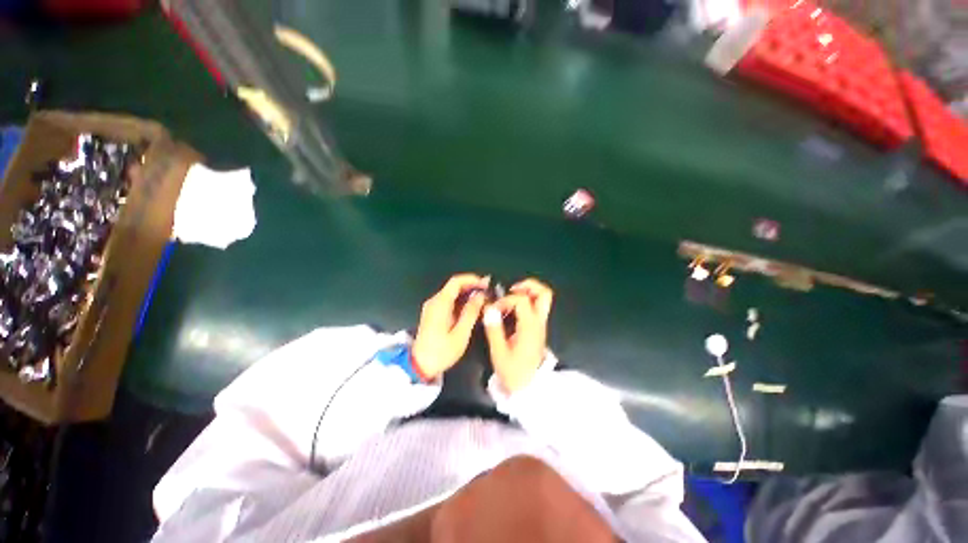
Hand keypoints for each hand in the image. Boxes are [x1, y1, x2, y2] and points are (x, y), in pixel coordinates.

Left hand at [412, 274, 489, 378]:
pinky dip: (460, 301)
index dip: (472, 280)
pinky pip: (448, 301)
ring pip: (451, 293)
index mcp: (440, 303)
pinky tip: (471, 308)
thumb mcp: (460, 333)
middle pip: (454, 286)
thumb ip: (471, 312)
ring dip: (467, 294)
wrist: (419, 366)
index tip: (486, 284)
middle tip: (487, 292)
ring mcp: (432, 307)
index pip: (456, 281)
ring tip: (483, 300)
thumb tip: (480, 296)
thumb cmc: (441, 351)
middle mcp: (434, 301)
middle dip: (471, 286)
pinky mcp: (432, 314)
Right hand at [483, 278, 552, 392]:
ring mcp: (541, 324)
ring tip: (510, 297)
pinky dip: (526, 300)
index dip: (505, 300)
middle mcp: (539, 322)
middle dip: (528, 286)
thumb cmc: (513, 371)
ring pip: (543, 298)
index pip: (521, 300)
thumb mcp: (499, 352)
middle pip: (544, 293)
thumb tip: (489, 309)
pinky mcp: (538, 328)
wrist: (528, 387)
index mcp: (530, 326)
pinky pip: (536, 306)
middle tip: (511, 289)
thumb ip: (494, 329)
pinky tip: (512, 308)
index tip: (494, 310)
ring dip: (527, 292)